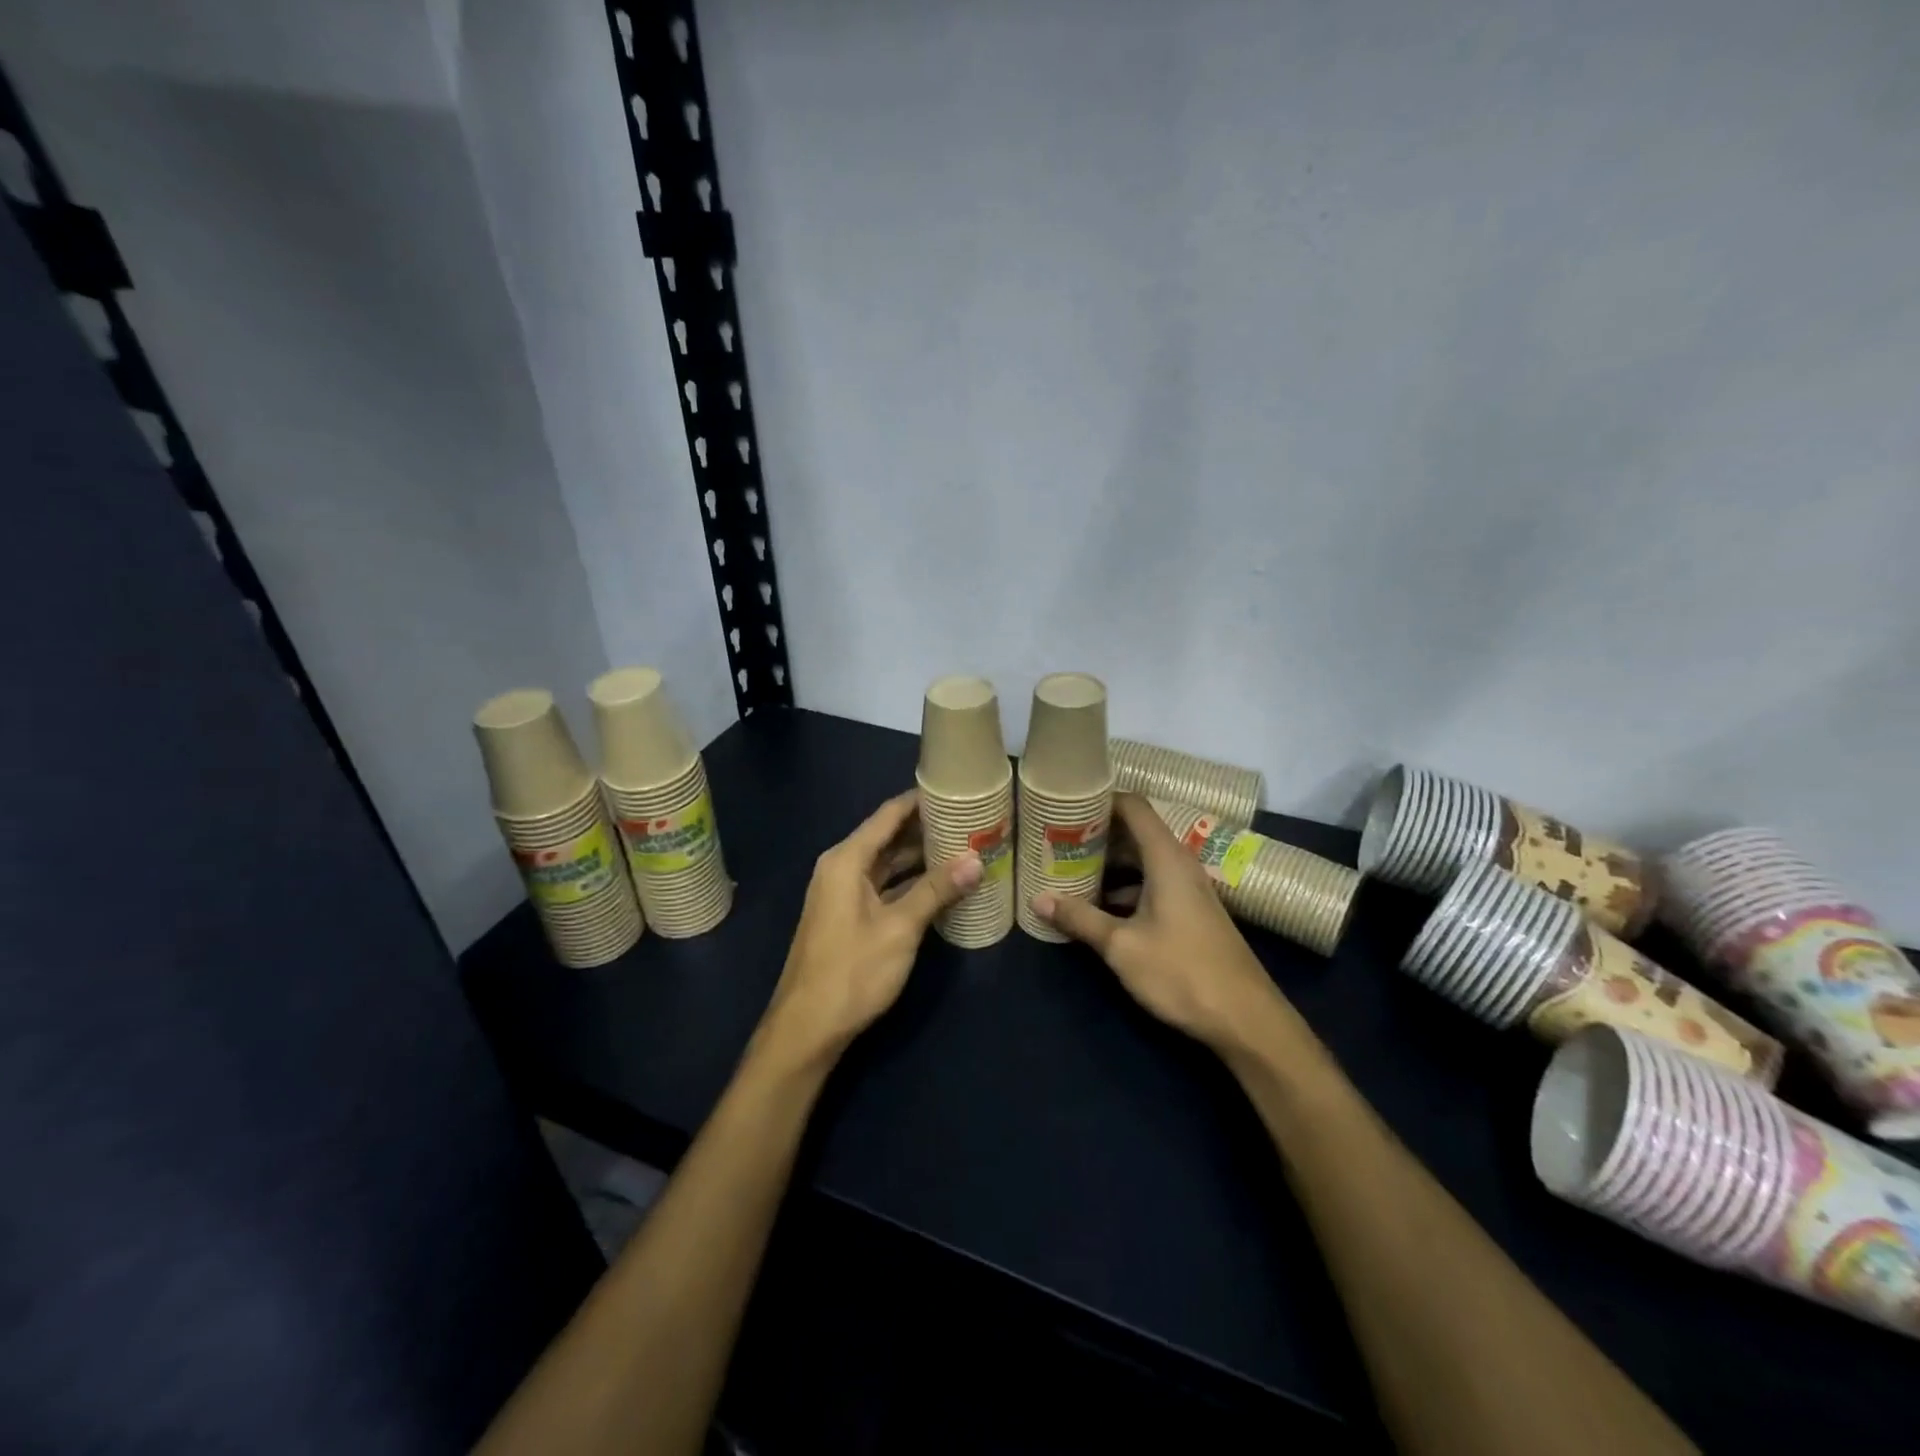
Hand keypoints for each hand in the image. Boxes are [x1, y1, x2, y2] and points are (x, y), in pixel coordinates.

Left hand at [758, 790, 981, 1069]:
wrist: (807, 1028)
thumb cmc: (852, 971)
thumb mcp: (900, 928)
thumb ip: (936, 890)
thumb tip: (976, 859)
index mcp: (847, 860)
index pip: (888, 815)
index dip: (921, 800)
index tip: (956, 789)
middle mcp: (842, 868)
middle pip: (888, 836)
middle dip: (927, 828)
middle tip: (971, 820)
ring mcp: (844, 894)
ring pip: (888, 863)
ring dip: (921, 857)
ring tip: (964, 846)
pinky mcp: (850, 917)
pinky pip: (885, 886)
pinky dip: (911, 882)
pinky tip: (942, 885)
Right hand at [1034, 794, 1293, 1052]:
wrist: (1246, 1019)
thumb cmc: (1182, 972)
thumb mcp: (1122, 946)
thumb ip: (1080, 919)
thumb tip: (1038, 899)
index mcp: (1166, 858)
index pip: (1133, 806)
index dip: (1101, 798)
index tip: (1067, 802)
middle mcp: (1179, 864)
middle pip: (1135, 831)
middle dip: (1097, 832)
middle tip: (1056, 836)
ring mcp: (1188, 889)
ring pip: (1142, 860)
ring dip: (1109, 862)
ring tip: (1069, 867)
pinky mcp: (1190, 912)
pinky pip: (1152, 882)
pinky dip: (1125, 885)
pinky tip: (1099, 905)